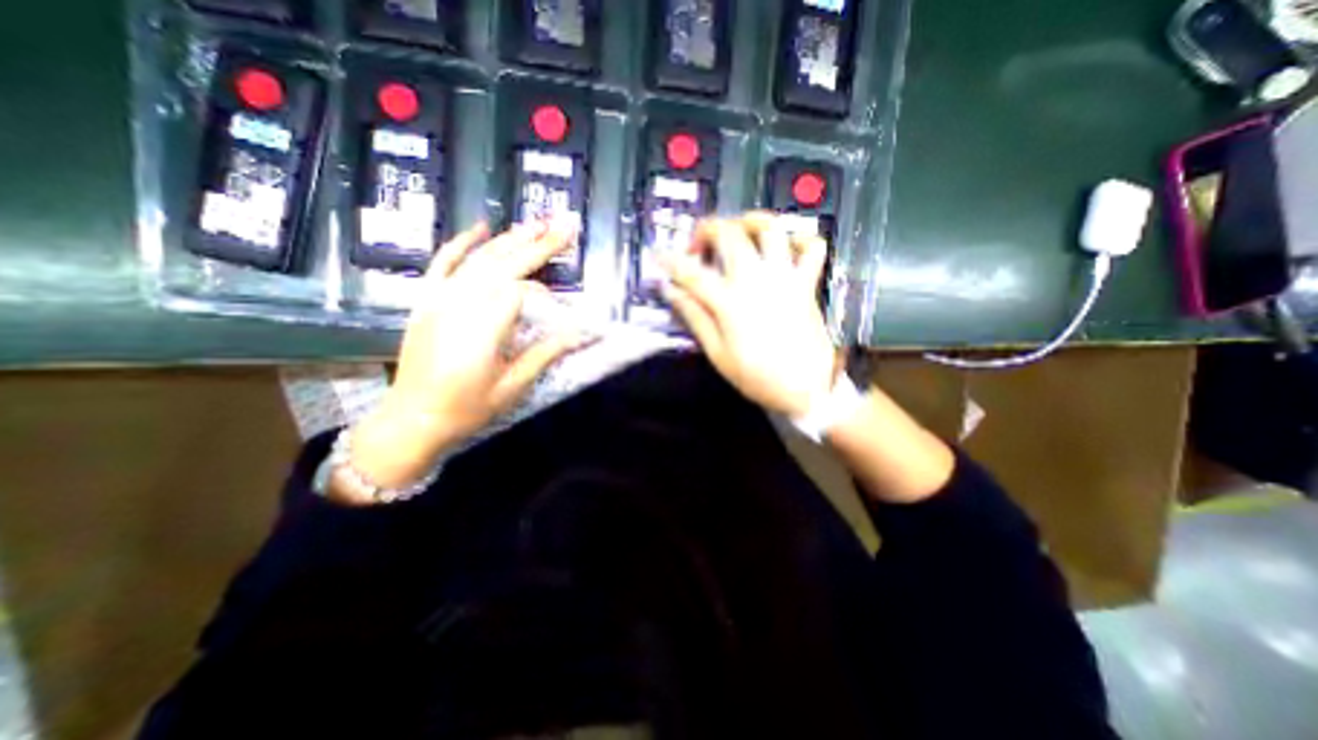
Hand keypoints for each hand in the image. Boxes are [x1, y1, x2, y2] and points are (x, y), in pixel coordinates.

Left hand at [332, 216, 589, 501]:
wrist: (411, 419)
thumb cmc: (466, 408)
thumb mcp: (513, 386)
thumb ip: (546, 353)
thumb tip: (581, 333)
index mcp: (484, 326)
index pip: (520, 291)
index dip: (543, 294)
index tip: (558, 309)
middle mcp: (461, 303)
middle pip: (505, 264)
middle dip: (538, 244)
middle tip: (564, 225)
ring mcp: (440, 298)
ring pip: (480, 258)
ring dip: (510, 239)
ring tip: (537, 223)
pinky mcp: (427, 300)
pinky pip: (443, 263)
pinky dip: (461, 243)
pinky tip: (480, 227)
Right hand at [666, 215, 839, 417]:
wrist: (806, 388)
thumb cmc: (758, 377)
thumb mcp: (718, 354)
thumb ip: (695, 318)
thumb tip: (672, 292)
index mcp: (730, 302)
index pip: (691, 272)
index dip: (670, 260)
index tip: (659, 255)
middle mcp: (756, 280)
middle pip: (729, 234)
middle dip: (706, 229)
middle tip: (698, 245)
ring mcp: (785, 277)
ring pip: (771, 228)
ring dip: (750, 221)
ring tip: (738, 230)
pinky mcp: (806, 283)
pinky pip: (812, 248)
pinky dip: (799, 239)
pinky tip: (784, 248)